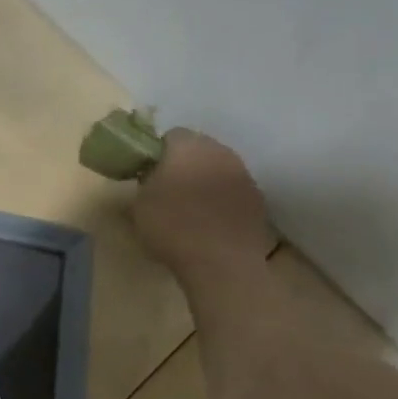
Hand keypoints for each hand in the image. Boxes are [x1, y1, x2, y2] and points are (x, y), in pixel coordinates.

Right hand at [132, 129, 275, 279]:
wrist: (222, 263)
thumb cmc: (172, 227)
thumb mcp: (139, 205)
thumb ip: (144, 182)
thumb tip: (151, 177)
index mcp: (188, 146)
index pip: (171, 135)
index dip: (158, 154)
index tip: (150, 175)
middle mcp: (219, 151)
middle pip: (199, 149)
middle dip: (185, 164)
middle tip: (169, 191)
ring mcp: (243, 174)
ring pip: (219, 169)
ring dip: (206, 181)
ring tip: (192, 210)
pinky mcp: (258, 199)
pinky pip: (234, 191)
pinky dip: (223, 201)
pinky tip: (212, 224)